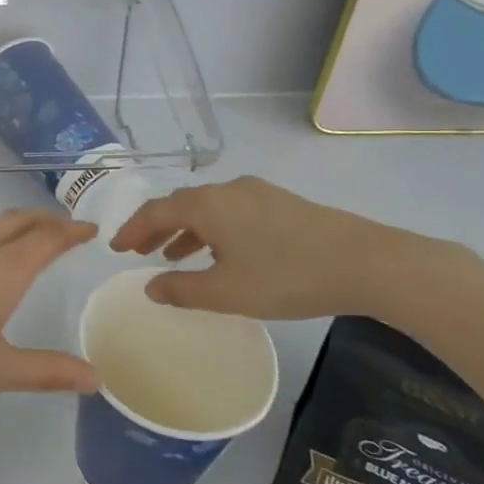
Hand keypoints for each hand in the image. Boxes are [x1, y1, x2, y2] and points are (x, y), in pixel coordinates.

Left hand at [0, 210, 99, 423]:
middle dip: (44, 221)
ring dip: (10, 224)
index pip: (46, 239)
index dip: (72, 232)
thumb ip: (47, 371)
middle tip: (64, 231)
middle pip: (17, 220)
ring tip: (21, 239)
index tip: (91, 230)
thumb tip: (96, 379)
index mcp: (1, 270)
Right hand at [108, 176, 437, 320]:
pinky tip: (223, 254)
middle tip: (140, 251)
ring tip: (175, 256)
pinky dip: (213, 229)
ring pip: (208, 208)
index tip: (115, 248)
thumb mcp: (227, 292)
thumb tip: (150, 286)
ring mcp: (258, 194)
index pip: (155, 211)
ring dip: (186, 230)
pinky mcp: (283, 204)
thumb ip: (182, 289)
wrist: (368, 263)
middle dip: (156, 228)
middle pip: (180, 204)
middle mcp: (227, 190)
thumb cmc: (286, 276)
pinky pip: (232, 212)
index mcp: (207, 205)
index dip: (132, 229)